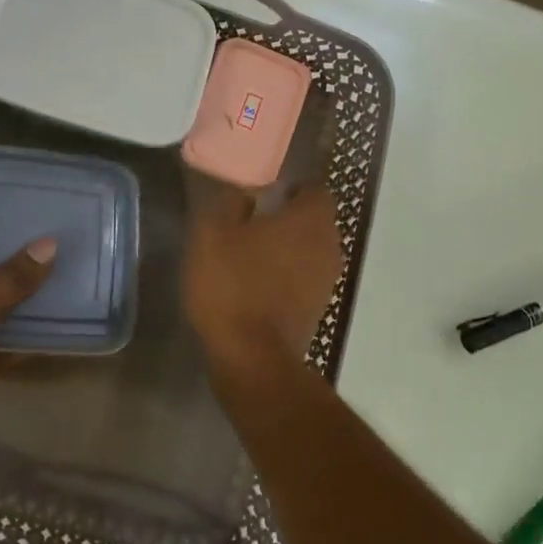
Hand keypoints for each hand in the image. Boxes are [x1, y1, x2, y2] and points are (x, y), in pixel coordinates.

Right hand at [183, 184, 344, 378]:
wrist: (252, 357)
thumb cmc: (232, 285)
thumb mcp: (213, 233)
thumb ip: (231, 202)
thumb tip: (246, 190)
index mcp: (309, 218)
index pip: (314, 187)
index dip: (291, 186)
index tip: (264, 191)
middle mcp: (329, 244)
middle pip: (315, 219)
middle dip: (289, 216)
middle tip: (253, 218)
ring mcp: (328, 278)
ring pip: (311, 248)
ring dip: (289, 246)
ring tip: (253, 250)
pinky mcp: (318, 306)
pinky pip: (306, 276)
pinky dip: (288, 273)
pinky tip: (259, 280)